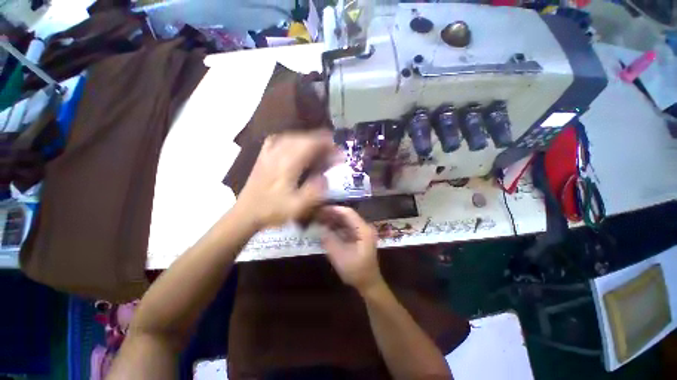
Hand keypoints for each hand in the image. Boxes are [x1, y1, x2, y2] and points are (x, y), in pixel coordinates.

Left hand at [237, 131, 334, 228]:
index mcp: (288, 163)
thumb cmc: (273, 210)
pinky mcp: (264, 155)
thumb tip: (325, 177)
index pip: (312, 144)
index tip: (339, 152)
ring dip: (309, 140)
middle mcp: (279, 152)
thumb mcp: (298, 206)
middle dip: (321, 142)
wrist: (246, 212)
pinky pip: (281, 139)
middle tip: (332, 152)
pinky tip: (296, 144)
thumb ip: (315, 191)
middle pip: (304, 138)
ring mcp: (269, 152)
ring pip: (294, 137)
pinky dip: (293, 139)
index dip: (328, 146)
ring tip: (320, 148)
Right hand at [318, 206, 381, 292]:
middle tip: (317, 213)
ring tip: (319, 218)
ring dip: (333, 219)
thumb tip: (320, 228)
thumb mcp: (340, 257)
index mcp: (364, 230)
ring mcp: (362, 231)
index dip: (334, 210)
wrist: (369, 283)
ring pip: (345, 220)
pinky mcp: (358, 236)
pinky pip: (346, 227)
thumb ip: (329, 241)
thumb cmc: (356, 271)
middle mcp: (364, 227)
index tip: (320, 209)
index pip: (348, 213)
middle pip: (347, 215)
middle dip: (332, 214)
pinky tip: (325, 227)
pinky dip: (336, 226)